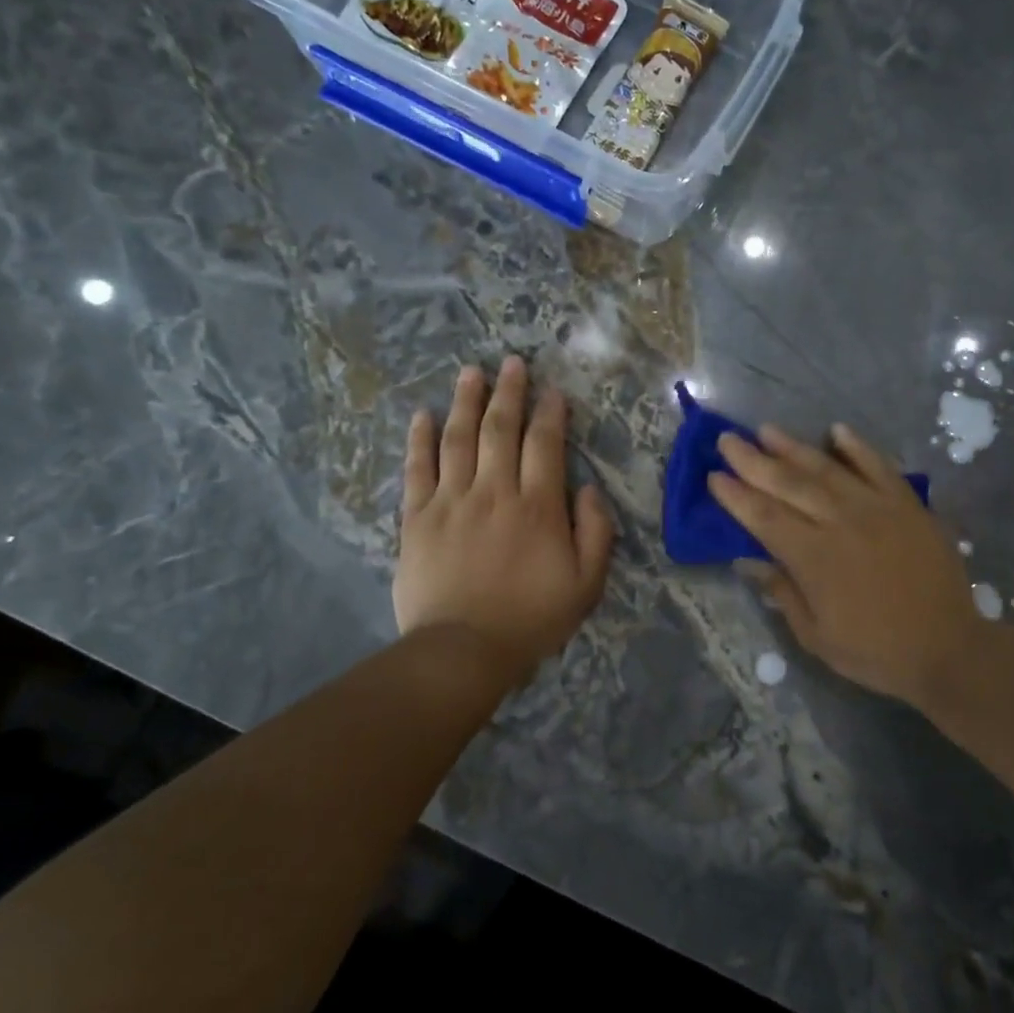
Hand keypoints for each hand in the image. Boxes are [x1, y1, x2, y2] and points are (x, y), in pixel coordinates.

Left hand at [395, 357, 614, 677]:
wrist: (463, 649)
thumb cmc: (531, 619)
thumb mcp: (586, 584)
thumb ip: (596, 533)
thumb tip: (589, 489)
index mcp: (537, 507)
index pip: (544, 445)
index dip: (550, 414)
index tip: (553, 391)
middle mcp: (493, 492)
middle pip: (500, 430)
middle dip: (509, 393)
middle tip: (511, 363)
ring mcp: (451, 501)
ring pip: (458, 439)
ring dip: (466, 402)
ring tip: (470, 372)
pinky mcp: (417, 518)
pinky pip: (418, 469)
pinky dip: (420, 439)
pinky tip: (423, 415)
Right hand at [710, 423, 980, 708]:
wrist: (947, 649)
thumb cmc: (874, 651)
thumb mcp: (816, 635)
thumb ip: (781, 591)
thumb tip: (746, 560)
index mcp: (814, 558)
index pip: (764, 517)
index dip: (736, 496)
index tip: (714, 476)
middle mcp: (841, 523)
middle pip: (789, 485)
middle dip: (753, 461)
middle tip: (727, 440)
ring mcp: (878, 509)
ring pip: (828, 469)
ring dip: (794, 448)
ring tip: (767, 430)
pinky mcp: (908, 505)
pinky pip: (879, 467)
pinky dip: (858, 447)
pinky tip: (837, 430)